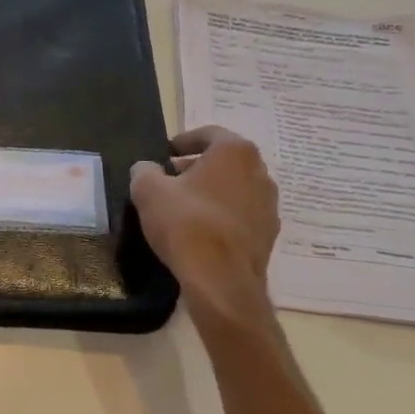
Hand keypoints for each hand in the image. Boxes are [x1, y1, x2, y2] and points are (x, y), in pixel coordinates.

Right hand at [130, 127, 278, 306]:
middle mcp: (260, 172)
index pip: (208, 134)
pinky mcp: (269, 234)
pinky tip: (202, 231)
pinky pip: (242, 214)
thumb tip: (147, 168)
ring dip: (213, 192)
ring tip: (185, 206)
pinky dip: (223, 215)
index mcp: (234, 151)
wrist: (220, 280)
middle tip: (171, 179)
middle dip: (198, 167)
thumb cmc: (185, 223)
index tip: (165, 154)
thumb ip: (145, 170)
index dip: (183, 141)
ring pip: (236, 188)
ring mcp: (269, 205)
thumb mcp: (148, 190)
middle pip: (225, 160)